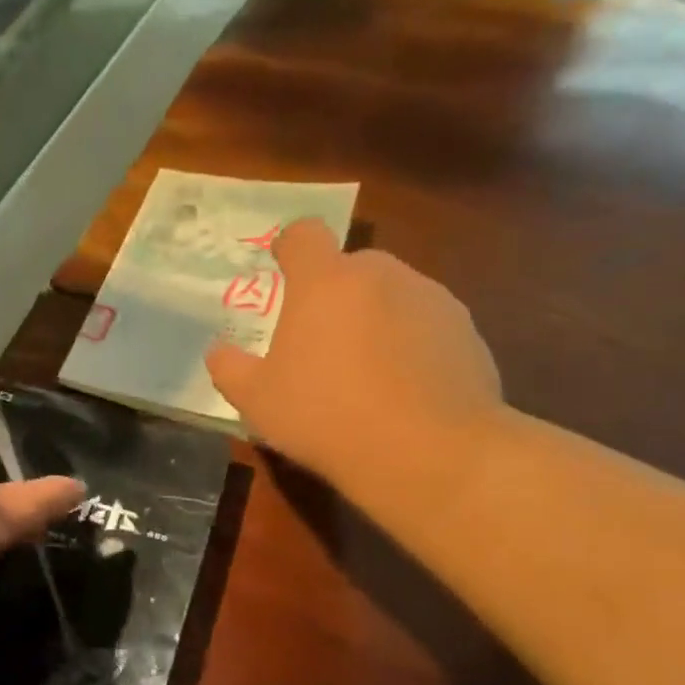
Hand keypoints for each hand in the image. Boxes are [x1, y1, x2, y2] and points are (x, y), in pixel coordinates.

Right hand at [205, 220, 505, 533]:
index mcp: (324, 281)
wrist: (426, 450)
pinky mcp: (466, 330)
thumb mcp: (256, 400)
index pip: (303, 234)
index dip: (289, 246)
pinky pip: (426, 324)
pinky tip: (404, 390)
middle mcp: (380, 274)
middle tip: (319, 342)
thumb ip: (229, 367)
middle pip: (350, 267)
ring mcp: (431, 298)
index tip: (281, 268)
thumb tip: (219, 351)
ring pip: (391, 295)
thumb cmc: (325, 415)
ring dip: (373, 318)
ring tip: (365, 373)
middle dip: (333, 293)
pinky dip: (410, 344)